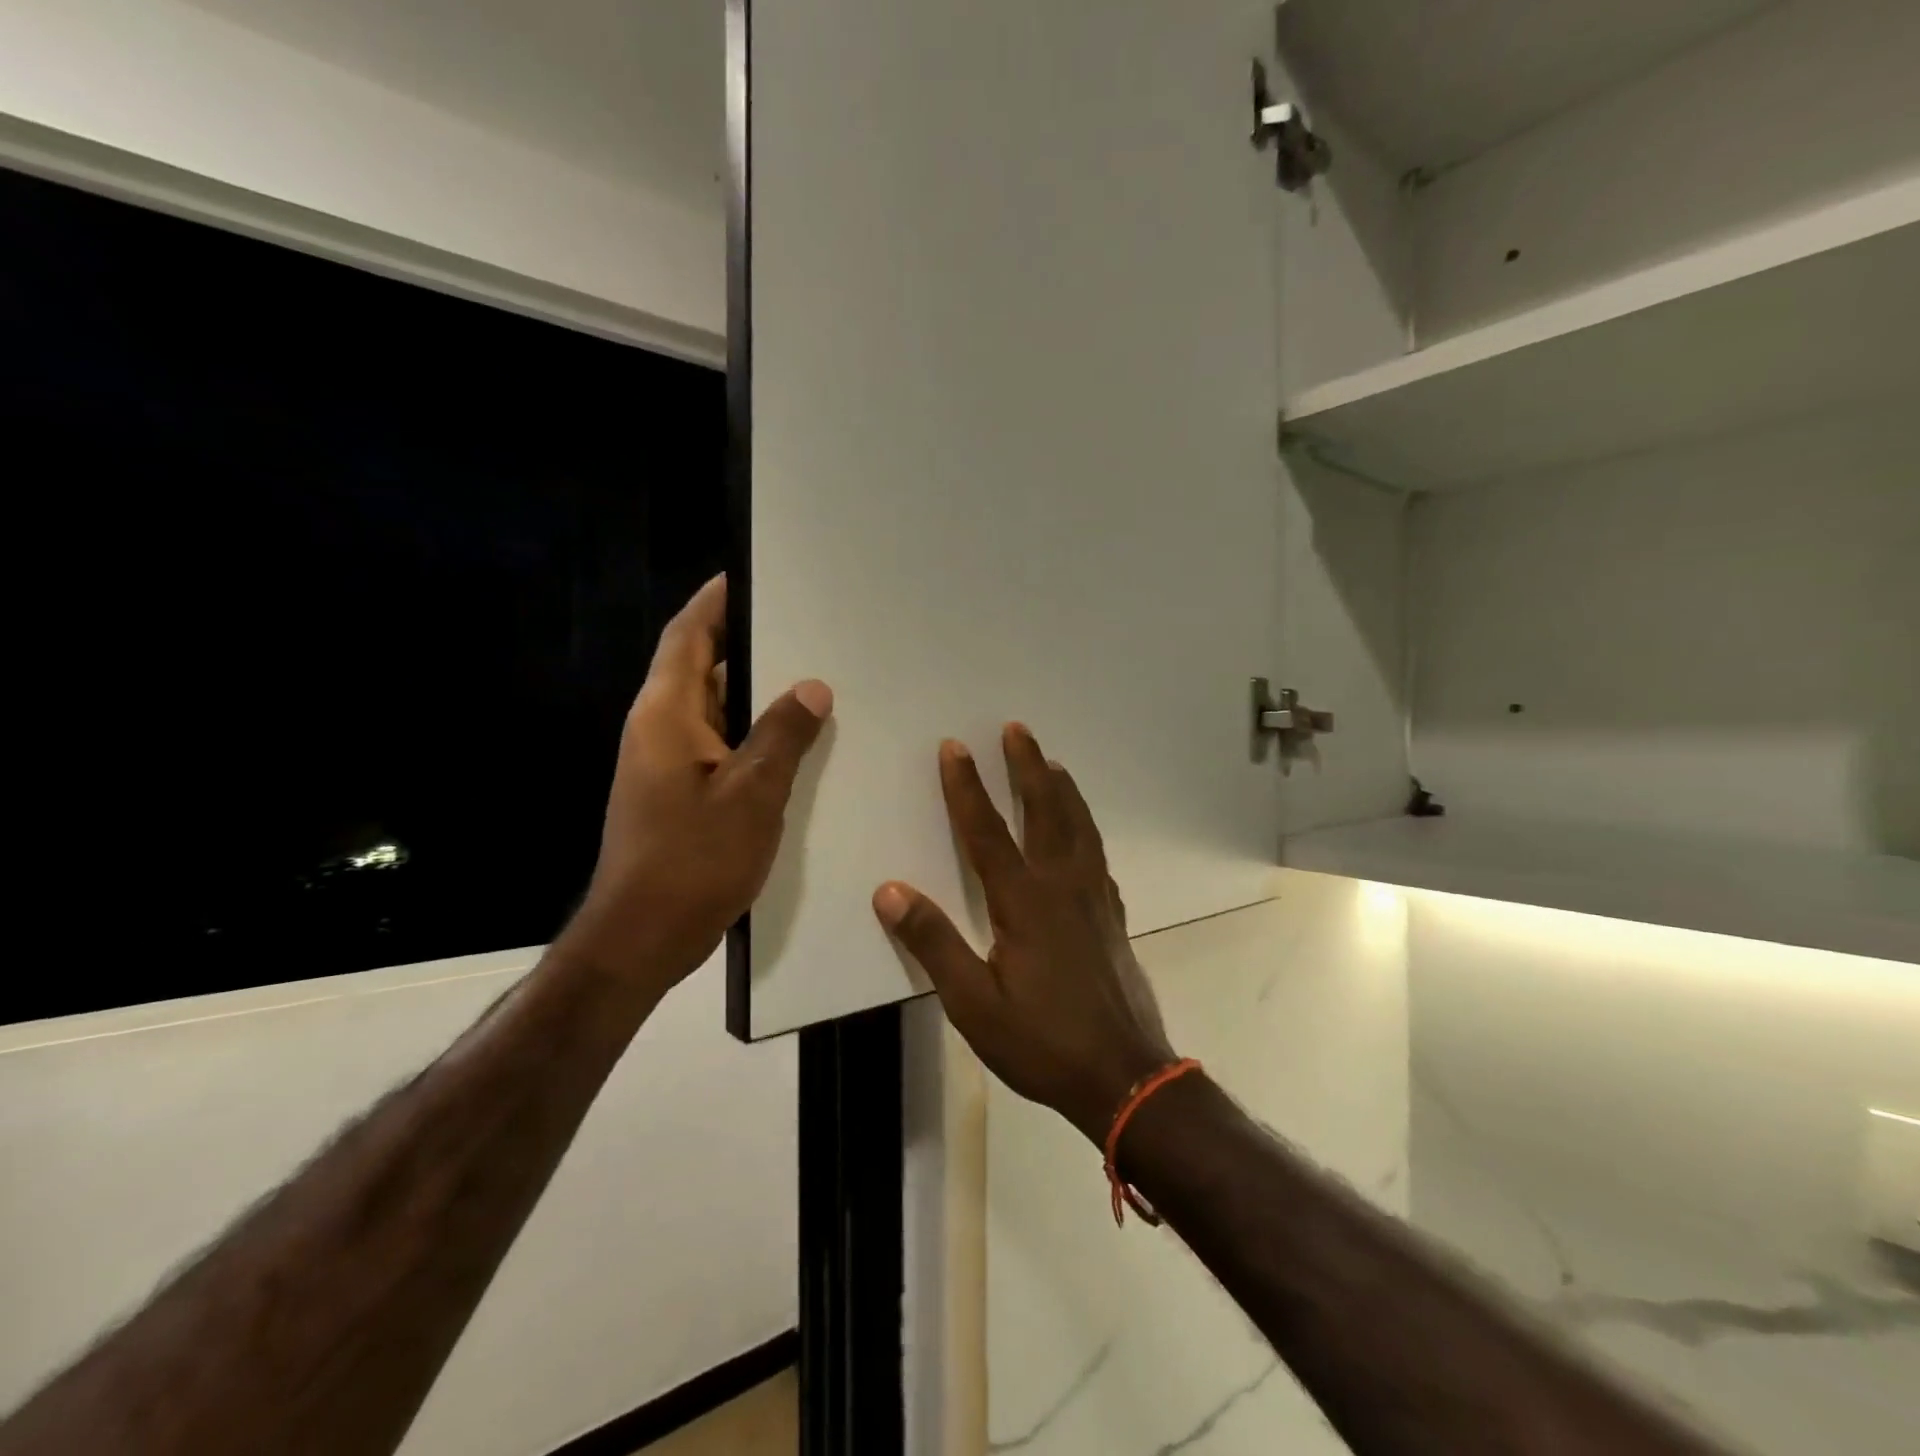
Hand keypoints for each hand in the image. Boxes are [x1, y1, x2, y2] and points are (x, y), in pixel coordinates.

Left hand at [557, 576, 831, 995]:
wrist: (642, 936)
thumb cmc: (693, 860)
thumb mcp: (752, 793)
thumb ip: (782, 735)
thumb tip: (810, 687)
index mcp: (666, 715)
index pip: (688, 636)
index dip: (715, 602)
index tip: (751, 576)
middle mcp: (659, 729)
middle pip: (701, 667)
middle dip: (746, 644)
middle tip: (803, 628)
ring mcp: (666, 764)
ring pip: (713, 709)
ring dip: (753, 692)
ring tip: (809, 677)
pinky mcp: (678, 793)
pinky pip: (719, 744)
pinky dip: (751, 733)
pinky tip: (794, 742)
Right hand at [873, 724, 1175, 1144]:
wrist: (1125, 1076)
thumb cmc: (1042, 1042)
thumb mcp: (974, 1004)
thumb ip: (934, 943)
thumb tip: (890, 891)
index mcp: (1024, 903)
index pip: (987, 832)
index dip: (967, 787)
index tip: (954, 747)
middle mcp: (1062, 887)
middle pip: (1045, 812)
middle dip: (1027, 767)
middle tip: (1017, 729)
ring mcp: (1094, 899)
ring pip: (1079, 827)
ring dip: (1062, 790)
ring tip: (1053, 762)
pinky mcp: (1113, 916)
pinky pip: (1098, 855)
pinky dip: (1087, 829)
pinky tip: (1084, 832)